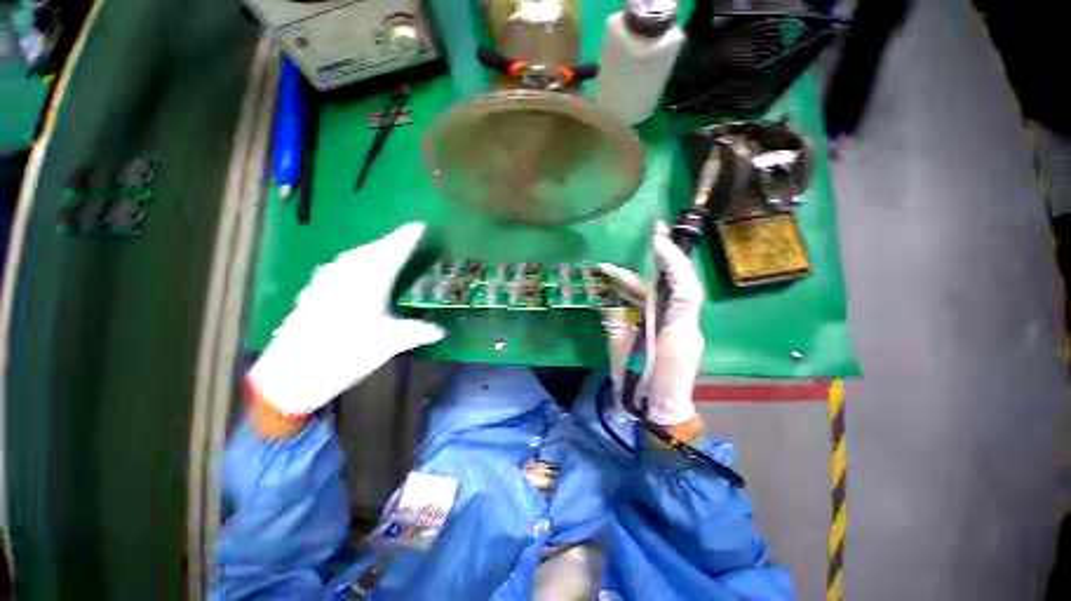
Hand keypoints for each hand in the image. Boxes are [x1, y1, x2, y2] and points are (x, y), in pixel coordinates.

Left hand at [248, 222, 444, 417]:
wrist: (293, 372)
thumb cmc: (347, 353)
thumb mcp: (390, 343)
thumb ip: (418, 332)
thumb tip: (442, 331)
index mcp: (370, 281)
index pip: (393, 251)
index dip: (407, 238)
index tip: (419, 226)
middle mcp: (348, 274)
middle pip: (373, 250)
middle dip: (391, 242)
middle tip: (405, 240)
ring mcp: (327, 281)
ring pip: (354, 257)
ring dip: (372, 251)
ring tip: (384, 253)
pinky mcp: (315, 291)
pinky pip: (340, 267)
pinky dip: (354, 264)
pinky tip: (354, 273)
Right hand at [598, 222, 704, 427]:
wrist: (662, 415)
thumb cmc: (641, 390)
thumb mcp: (622, 355)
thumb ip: (616, 324)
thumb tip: (609, 299)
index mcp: (676, 334)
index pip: (684, 291)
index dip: (673, 264)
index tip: (657, 241)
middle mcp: (685, 326)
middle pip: (680, 284)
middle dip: (668, 255)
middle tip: (655, 230)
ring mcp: (682, 328)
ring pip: (667, 293)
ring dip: (643, 277)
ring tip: (613, 267)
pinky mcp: (674, 331)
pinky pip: (660, 305)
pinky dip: (641, 293)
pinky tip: (621, 286)